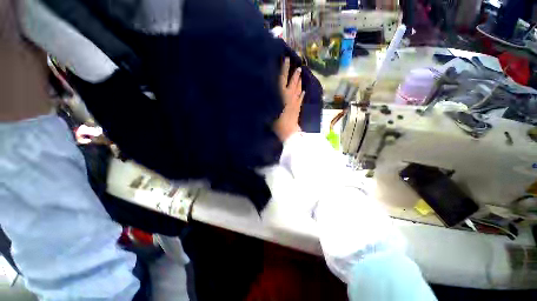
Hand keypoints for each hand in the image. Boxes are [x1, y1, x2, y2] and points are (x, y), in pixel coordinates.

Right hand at [273, 57, 304, 141]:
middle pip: (293, 82)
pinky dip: (302, 94)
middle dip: (295, 74)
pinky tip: (303, 91)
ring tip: (301, 74)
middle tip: (299, 66)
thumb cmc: (276, 123)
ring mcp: (295, 102)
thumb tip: (265, 93)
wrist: (288, 132)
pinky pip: (300, 99)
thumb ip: (268, 101)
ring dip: (300, 81)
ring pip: (298, 88)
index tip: (287, 59)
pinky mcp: (298, 108)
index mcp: (281, 95)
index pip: (283, 78)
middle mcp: (289, 96)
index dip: (284, 68)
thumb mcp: (269, 110)